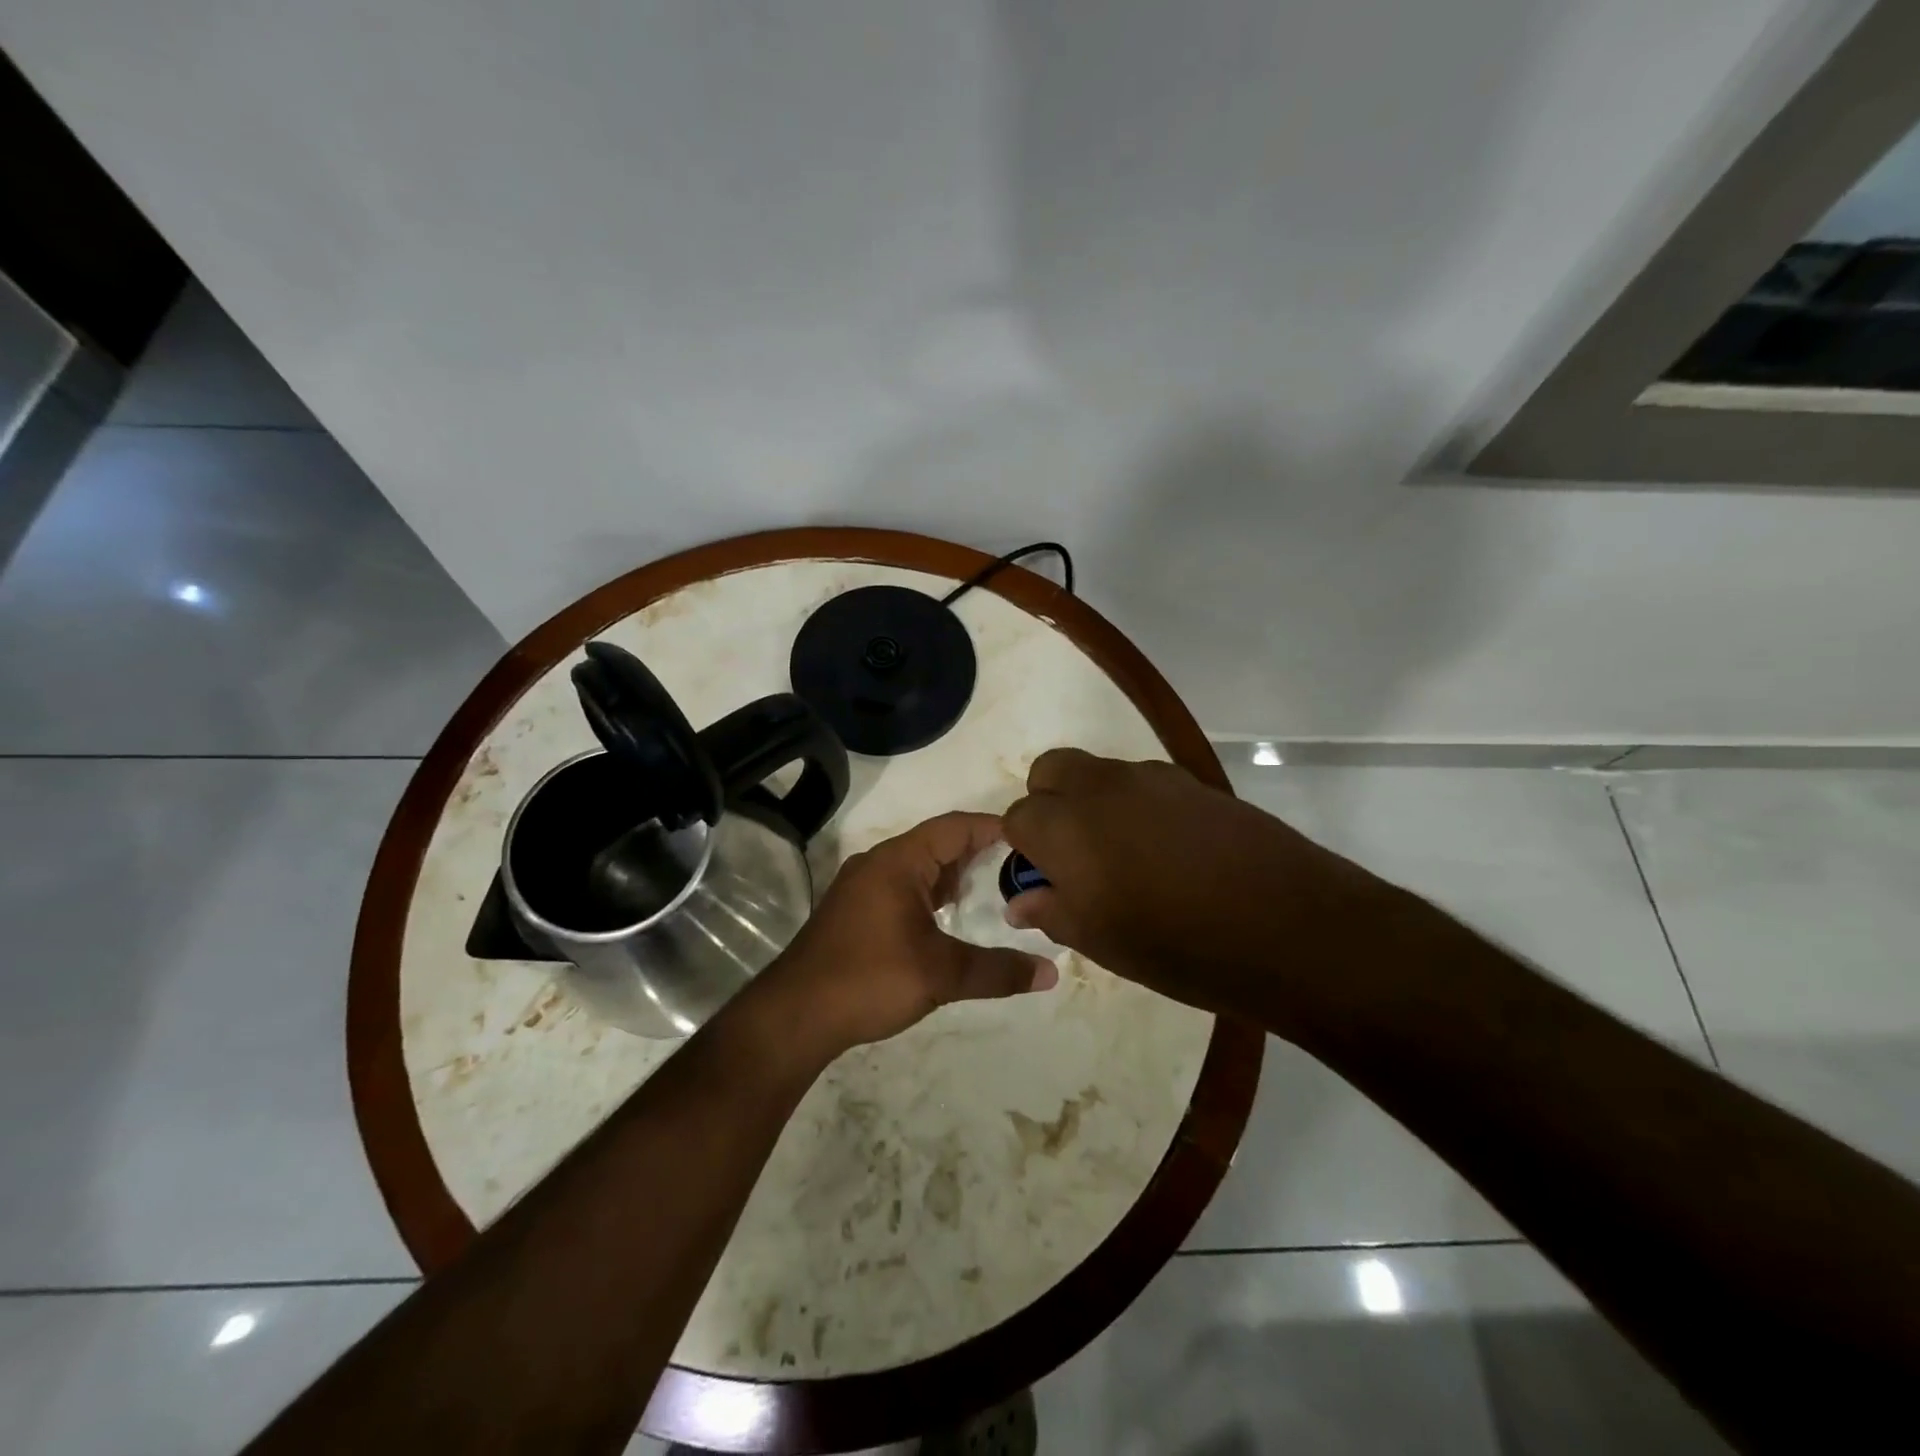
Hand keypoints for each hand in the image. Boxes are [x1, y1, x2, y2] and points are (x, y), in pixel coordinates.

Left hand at [757, 811, 1057, 1058]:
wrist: (794, 1015)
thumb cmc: (868, 979)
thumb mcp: (941, 974)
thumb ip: (998, 971)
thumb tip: (1052, 973)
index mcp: (898, 861)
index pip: (956, 827)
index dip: (995, 828)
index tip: (1034, 839)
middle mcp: (879, 863)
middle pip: (939, 844)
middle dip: (981, 853)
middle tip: (1025, 869)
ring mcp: (864, 887)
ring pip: (920, 868)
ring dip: (956, 876)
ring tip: (997, 892)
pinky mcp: (856, 911)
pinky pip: (905, 888)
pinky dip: (934, 895)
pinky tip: (953, 918)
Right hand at [1001, 749, 1392, 1028]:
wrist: (1288, 925)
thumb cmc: (1178, 945)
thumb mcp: (1101, 942)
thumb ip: (1052, 912)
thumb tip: (1020, 900)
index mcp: (1065, 826)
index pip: (1017, 817)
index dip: (1024, 849)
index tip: (1045, 880)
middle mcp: (1100, 787)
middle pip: (1050, 771)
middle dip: (1048, 804)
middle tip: (1073, 854)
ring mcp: (1150, 778)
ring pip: (1098, 773)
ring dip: (1093, 802)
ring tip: (1126, 856)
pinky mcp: (1193, 781)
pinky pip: (1143, 781)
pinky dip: (1136, 804)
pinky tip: (1169, 850)